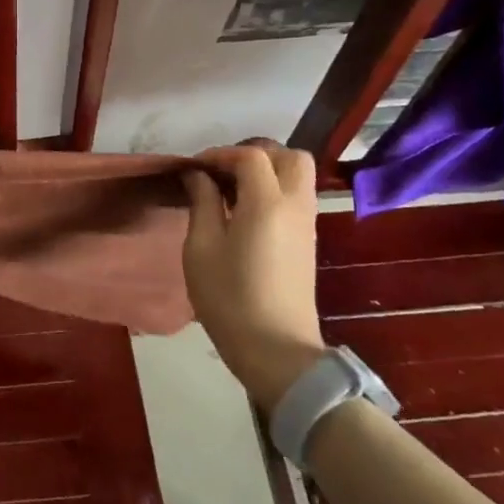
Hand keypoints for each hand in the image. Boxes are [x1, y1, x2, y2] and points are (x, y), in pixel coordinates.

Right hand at [181, 142, 325, 411]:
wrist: (275, 350)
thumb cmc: (229, 297)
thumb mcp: (201, 247)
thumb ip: (202, 202)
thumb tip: (199, 175)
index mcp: (267, 203)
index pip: (251, 155)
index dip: (220, 154)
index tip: (194, 168)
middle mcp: (295, 205)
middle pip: (289, 156)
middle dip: (254, 153)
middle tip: (222, 172)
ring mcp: (307, 223)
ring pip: (298, 175)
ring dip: (266, 170)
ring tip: (231, 190)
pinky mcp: (308, 241)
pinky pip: (297, 196)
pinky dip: (274, 189)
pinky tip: (245, 211)